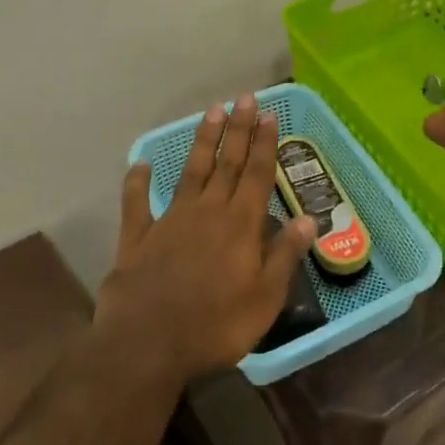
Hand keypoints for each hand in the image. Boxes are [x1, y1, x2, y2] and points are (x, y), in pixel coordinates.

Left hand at [98, 94, 316, 377]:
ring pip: (190, 172)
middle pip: (226, 164)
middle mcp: (207, 212)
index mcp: (240, 225)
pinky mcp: (137, 238)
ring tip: (211, 113)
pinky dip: (137, 182)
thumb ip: (284, 255)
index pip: (257, 175)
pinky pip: (137, 204)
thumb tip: (308, 220)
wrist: (147, 345)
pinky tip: (139, 164)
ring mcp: (169, 221)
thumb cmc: (216, 325)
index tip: (269, 114)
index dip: (264, 144)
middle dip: (237, 130)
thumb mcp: (265, 298)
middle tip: (244, 98)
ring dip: (202, 142)